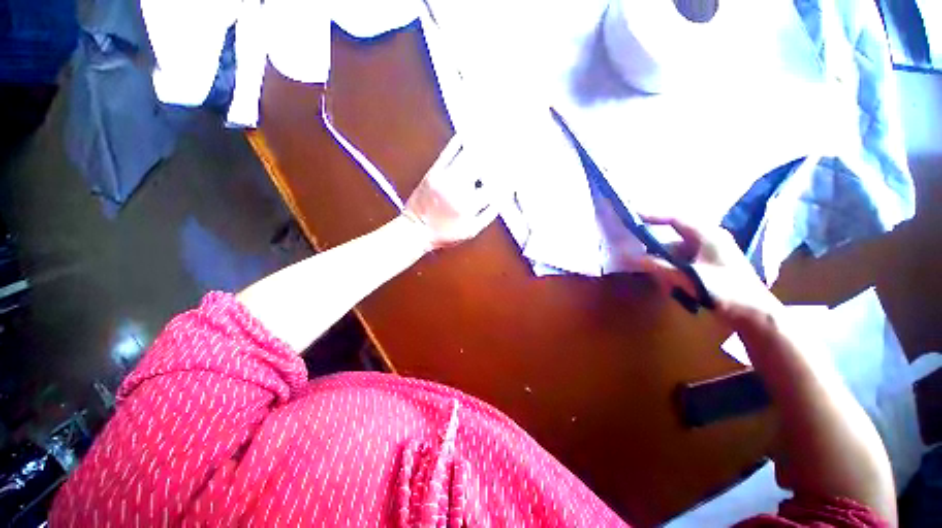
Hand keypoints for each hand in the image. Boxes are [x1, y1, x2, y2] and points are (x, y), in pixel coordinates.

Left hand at [402, 138, 500, 250]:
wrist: (415, 230)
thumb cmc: (445, 234)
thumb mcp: (470, 231)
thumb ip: (488, 215)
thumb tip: (502, 199)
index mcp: (470, 205)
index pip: (494, 187)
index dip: (507, 178)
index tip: (515, 171)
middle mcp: (459, 188)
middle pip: (483, 167)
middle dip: (498, 156)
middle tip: (509, 146)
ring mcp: (445, 178)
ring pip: (467, 157)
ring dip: (481, 145)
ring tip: (493, 135)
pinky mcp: (433, 172)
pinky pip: (447, 154)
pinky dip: (457, 143)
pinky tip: (465, 135)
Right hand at [627, 215, 782, 328]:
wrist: (755, 314)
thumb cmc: (725, 291)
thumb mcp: (688, 277)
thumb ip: (658, 266)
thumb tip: (629, 257)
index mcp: (708, 235)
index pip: (675, 219)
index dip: (652, 216)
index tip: (632, 215)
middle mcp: (708, 239)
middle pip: (673, 235)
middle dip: (653, 242)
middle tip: (633, 244)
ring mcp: (709, 252)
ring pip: (676, 249)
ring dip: (661, 259)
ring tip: (647, 267)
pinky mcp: (709, 265)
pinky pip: (682, 260)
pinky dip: (670, 266)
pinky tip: (664, 279)